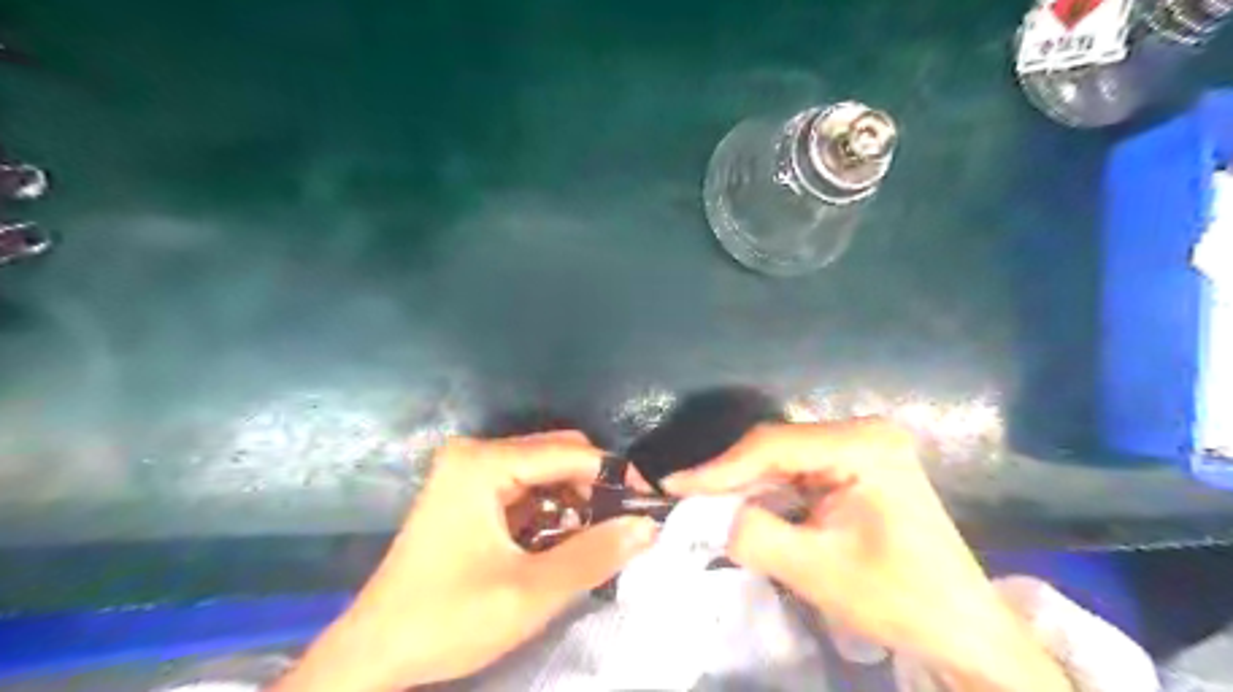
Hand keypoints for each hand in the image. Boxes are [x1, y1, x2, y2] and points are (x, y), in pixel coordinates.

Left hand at [269, 433, 652, 691]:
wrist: (374, 654)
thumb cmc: (446, 620)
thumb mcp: (530, 593)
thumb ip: (594, 556)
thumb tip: (648, 526)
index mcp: (483, 463)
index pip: (569, 453)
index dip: (614, 475)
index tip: (648, 504)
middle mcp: (476, 454)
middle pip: (557, 455)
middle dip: (595, 488)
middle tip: (625, 526)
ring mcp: (469, 472)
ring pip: (544, 472)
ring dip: (575, 501)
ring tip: (598, 539)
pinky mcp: (468, 493)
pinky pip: (526, 489)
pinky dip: (552, 511)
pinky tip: (564, 541)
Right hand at [665, 418, 1069, 688]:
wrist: (962, 628)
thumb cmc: (899, 599)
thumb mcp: (817, 570)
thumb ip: (753, 535)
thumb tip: (705, 515)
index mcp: (864, 444)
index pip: (774, 445)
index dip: (719, 468)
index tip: (674, 486)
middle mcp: (863, 432)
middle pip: (777, 447)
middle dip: (730, 476)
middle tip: (684, 498)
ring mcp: (862, 447)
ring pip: (783, 459)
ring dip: (745, 484)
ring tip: (703, 504)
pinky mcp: (857, 466)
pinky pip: (798, 472)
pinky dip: (767, 492)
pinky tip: (743, 507)